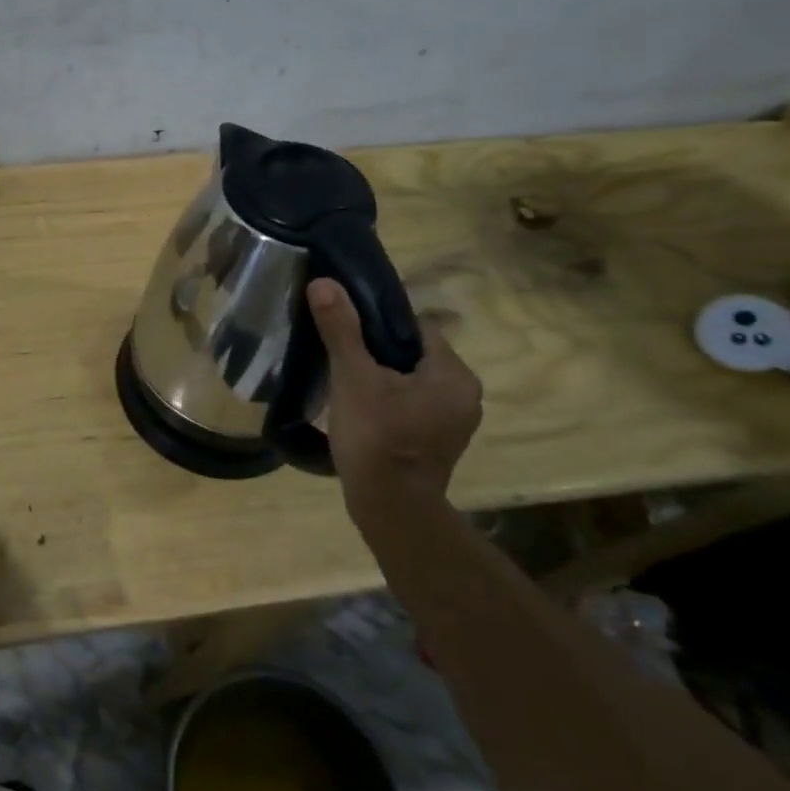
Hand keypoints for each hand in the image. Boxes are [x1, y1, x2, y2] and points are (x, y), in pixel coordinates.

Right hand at [307, 278, 482, 525]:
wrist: (390, 508)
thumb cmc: (377, 437)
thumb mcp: (353, 377)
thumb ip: (341, 329)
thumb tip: (324, 282)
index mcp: (454, 374)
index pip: (417, 328)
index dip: (379, 323)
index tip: (346, 329)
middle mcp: (465, 395)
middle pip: (413, 354)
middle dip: (377, 352)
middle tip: (339, 356)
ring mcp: (454, 423)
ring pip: (411, 381)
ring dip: (382, 378)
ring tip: (344, 381)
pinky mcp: (438, 443)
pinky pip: (411, 405)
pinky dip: (388, 401)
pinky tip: (359, 409)